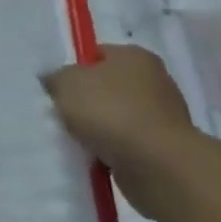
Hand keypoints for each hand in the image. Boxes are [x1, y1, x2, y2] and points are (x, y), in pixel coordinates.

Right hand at [43, 43, 197, 220]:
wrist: (158, 167)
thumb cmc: (111, 112)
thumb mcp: (66, 83)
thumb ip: (55, 77)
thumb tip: (54, 81)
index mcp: (134, 56)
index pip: (97, 54)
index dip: (73, 68)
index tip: (58, 87)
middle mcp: (155, 81)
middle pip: (108, 86)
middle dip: (86, 101)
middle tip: (62, 113)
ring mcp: (164, 117)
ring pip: (117, 117)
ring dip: (99, 128)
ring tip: (77, 139)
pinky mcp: (166, 149)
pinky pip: (128, 144)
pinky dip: (112, 150)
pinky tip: (96, 156)